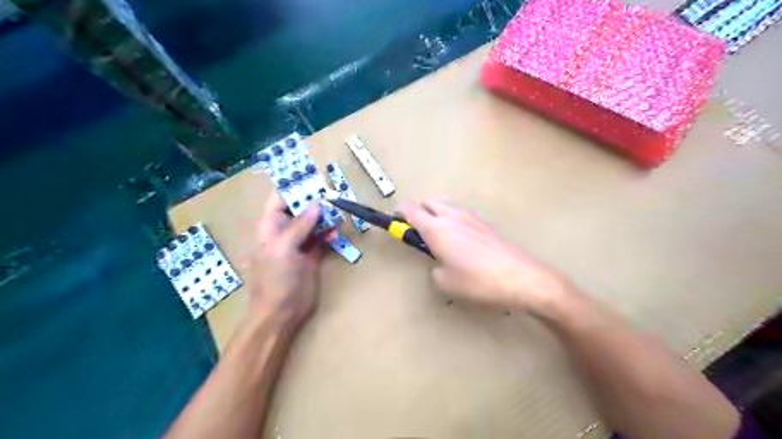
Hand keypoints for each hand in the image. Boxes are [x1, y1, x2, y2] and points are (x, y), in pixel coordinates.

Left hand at [246, 195, 326, 328]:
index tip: (313, 178)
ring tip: (338, 213)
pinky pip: (322, 238)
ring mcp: (299, 244)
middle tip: (333, 194)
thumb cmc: (275, 280)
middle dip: (315, 201)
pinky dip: (330, 234)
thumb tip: (316, 203)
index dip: (294, 188)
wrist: (281, 313)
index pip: (280, 200)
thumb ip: (299, 226)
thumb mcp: (283, 249)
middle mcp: (284, 232)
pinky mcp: (311, 256)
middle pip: (300, 209)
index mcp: (270, 227)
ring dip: (325, 217)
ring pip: (313, 223)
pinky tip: (337, 234)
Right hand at [399, 199, 571, 315]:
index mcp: (437, 229)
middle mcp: (453, 217)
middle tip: (418, 231)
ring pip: (447, 206)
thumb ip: (435, 270)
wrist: (520, 277)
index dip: (398, 213)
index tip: (394, 220)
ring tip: (441, 238)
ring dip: (438, 214)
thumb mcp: (445, 283)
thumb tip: (439, 265)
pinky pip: (462, 215)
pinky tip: (462, 242)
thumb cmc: (477, 281)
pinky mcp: (486, 224)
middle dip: (419, 211)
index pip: (410, 210)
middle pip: (429, 201)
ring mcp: (472, 218)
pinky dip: (454, 221)